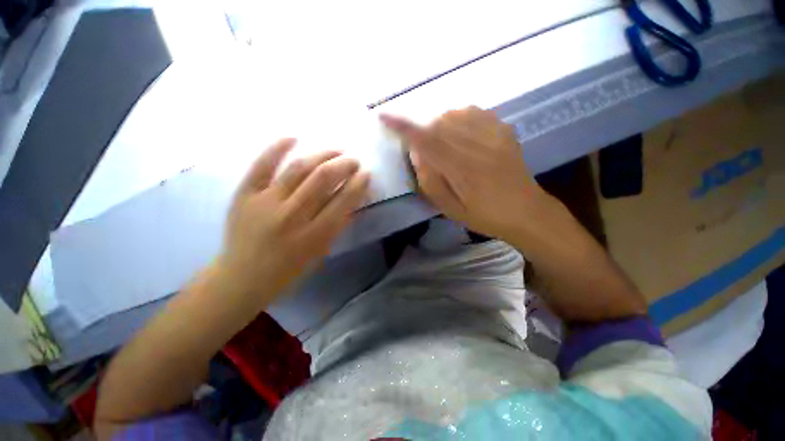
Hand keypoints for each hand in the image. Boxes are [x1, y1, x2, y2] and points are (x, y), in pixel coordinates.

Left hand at [218, 138, 369, 303]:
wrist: (241, 278)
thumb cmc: (288, 270)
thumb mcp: (320, 253)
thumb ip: (337, 226)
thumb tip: (352, 199)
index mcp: (313, 236)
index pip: (343, 201)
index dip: (358, 184)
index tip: (366, 174)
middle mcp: (291, 216)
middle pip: (323, 179)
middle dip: (344, 165)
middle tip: (353, 160)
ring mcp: (265, 202)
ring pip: (299, 168)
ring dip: (322, 155)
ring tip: (335, 150)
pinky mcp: (244, 195)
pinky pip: (261, 165)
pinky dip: (277, 149)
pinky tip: (293, 137)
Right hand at [381, 107, 552, 242]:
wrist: (525, 211)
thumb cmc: (484, 215)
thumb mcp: (450, 209)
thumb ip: (430, 181)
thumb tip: (416, 153)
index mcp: (462, 170)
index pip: (426, 141)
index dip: (403, 127)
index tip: (384, 116)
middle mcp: (477, 146)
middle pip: (438, 122)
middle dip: (421, 128)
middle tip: (419, 143)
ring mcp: (493, 134)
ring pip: (454, 113)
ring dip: (438, 122)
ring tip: (439, 140)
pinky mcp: (503, 129)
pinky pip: (473, 110)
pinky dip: (458, 116)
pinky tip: (458, 130)